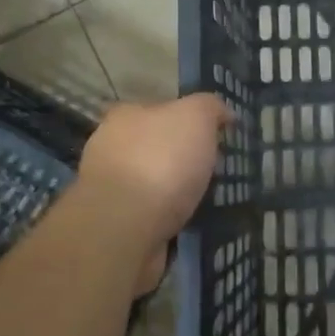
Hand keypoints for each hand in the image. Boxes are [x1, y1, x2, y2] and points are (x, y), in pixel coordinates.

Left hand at [77, 94, 233, 252]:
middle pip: (156, 147)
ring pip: (154, 183)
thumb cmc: (160, 161)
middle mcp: (111, 148)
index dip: (189, 120)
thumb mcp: (196, 116)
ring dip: (177, 192)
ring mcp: (110, 189)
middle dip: (182, 158)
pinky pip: (152, 215)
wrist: (125, 228)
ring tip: (208, 200)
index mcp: (125, 116)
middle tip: (214, 170)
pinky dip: (170, 218)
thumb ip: (210, 107)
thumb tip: (223, 114)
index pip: (160, 109)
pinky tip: (190, 224)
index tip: (215, 137)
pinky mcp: (116, 225)